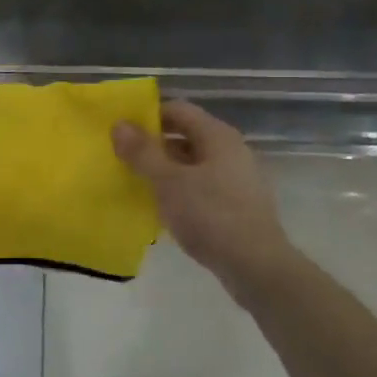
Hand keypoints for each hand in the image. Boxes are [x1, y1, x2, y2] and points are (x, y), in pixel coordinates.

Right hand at [113, 100, 293, 283]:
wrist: (256, 267)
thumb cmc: (211, 216)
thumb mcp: (169, 182)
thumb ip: (143, 152)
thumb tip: (119, 124)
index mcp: (218, 136)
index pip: (178, 109)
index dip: (148, 115)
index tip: (121, 129)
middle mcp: (230, 150)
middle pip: (186, 135)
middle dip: (153, 144)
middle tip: (121, 156)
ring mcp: (236, 178)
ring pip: (192, 164)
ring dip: (164, 170)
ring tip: (135, 182)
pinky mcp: (236, 205)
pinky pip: (201, 187)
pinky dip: (179, 191)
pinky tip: (161, 208)